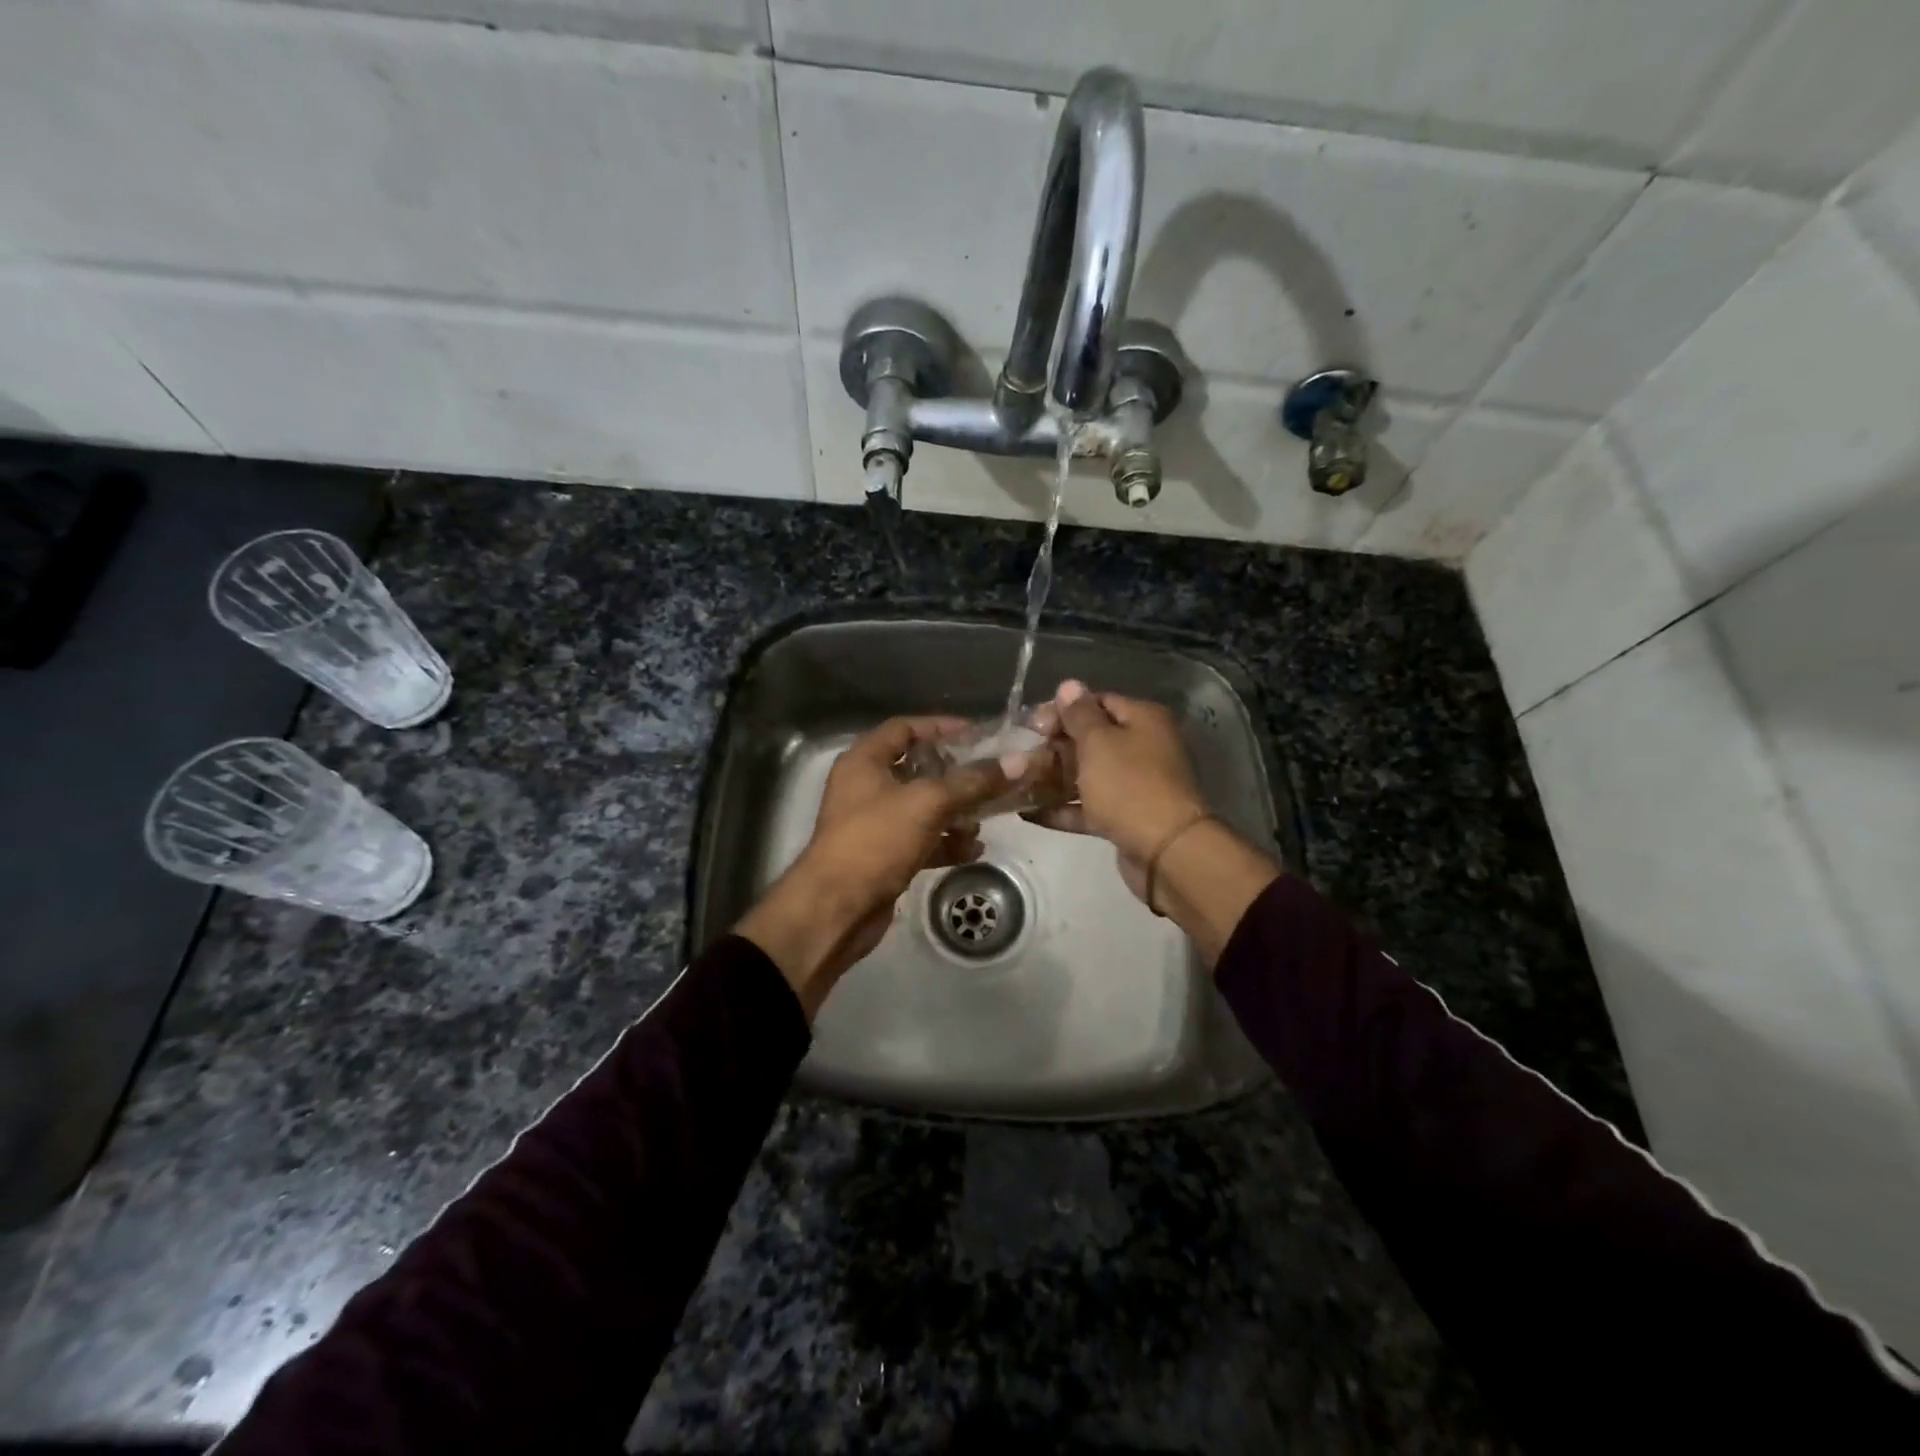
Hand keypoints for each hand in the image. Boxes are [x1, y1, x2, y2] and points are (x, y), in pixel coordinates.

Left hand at [736, 716, 1017, 1017]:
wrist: (836, 909)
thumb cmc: (875, 840)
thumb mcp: (927, 803)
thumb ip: (972, 781)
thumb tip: (1017, 761)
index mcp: (864, 761)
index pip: (904, 728)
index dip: (940, 727)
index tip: (978, 734)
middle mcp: (866, 787)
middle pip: (917, 769)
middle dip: (955, 775)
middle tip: (991, 777)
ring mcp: (873, 824)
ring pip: (922, 808)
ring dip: (955, 812)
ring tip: (985, 819)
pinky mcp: (883, 857)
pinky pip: (921, 840)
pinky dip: (945, 842)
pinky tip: (974, 850)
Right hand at [1025, 680, 1208, 902]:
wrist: (1166, 851)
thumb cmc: (1129, 786)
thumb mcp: (1098, 742)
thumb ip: (1079, 714)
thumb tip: (1069, 685)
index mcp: (1142, 719)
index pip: (1097, 702)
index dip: (1063, 710)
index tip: (1031, 725)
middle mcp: (1142, 747)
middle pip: (1091, 739)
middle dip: (1054, 746)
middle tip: (1019, 755)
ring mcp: (1135, 785)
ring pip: (1088, 775)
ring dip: (1054, 779)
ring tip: (1017, 783)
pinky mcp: (1126, 818)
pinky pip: (1090, 807)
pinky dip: (1064, 809)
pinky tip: (1029, 813)